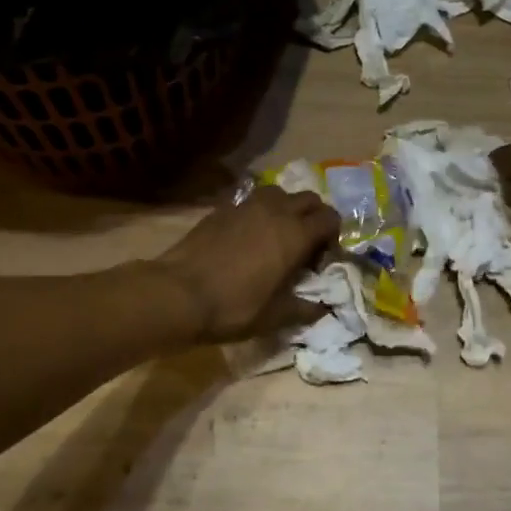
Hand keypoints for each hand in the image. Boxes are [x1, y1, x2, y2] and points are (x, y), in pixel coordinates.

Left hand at [153, 185, 341, 342]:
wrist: (178, 293)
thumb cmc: (233, 307)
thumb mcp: (275, 317)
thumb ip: (304, 309)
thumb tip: (322, 308)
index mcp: (295, 234)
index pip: (330, 219)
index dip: (333, 236)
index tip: (322, 259)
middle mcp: (275, 211)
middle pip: (309, 199)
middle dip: (314, 217)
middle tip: (305, 244)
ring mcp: (246, 206)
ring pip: (279, 193)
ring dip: (286, 208)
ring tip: (277, 234)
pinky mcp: (221, 209)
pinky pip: (250, 201)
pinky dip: (258, 212)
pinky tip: (247, 237)